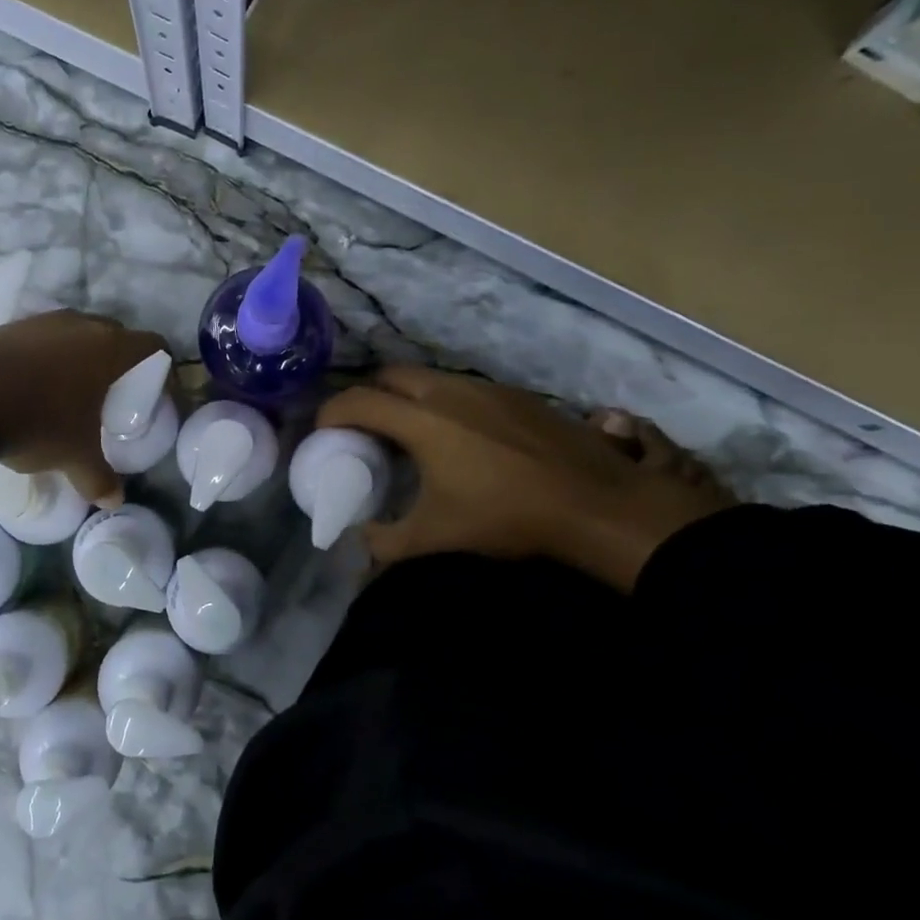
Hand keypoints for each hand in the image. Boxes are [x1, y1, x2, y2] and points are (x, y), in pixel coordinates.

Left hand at [0, 312, 166, 505]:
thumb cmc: (38, 421)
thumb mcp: (73, 456)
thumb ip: (98, 477)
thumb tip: (113, 501)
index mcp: (109, 349)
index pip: (154, 346)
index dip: (164, 369)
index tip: (158, 394)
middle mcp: (81, 324)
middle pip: (115, 336)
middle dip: (120, 363)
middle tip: (114, 395)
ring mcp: (41, 321)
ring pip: (75, 335)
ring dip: (80, 359)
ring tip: (71, 393)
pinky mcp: (8, 326)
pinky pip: (41, 340)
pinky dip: (46, 359)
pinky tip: (32, 387)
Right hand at [317, 366, 735, 591]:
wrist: (596, 503)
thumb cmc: (507, 516)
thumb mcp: (437, 538)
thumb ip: (386, 543)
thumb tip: (359, 543)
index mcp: (421, 421)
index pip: (358, 401)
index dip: (331, 412)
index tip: (322, 431)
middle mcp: (448, 393)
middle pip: (390, 375)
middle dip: (367, 394)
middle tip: (364, 427)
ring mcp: (486, 389)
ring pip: (429, 378)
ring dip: (407, 396)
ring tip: (409, 431)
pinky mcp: (517, 394)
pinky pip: (462, 388)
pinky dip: (443, 402)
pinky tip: (460, 435)